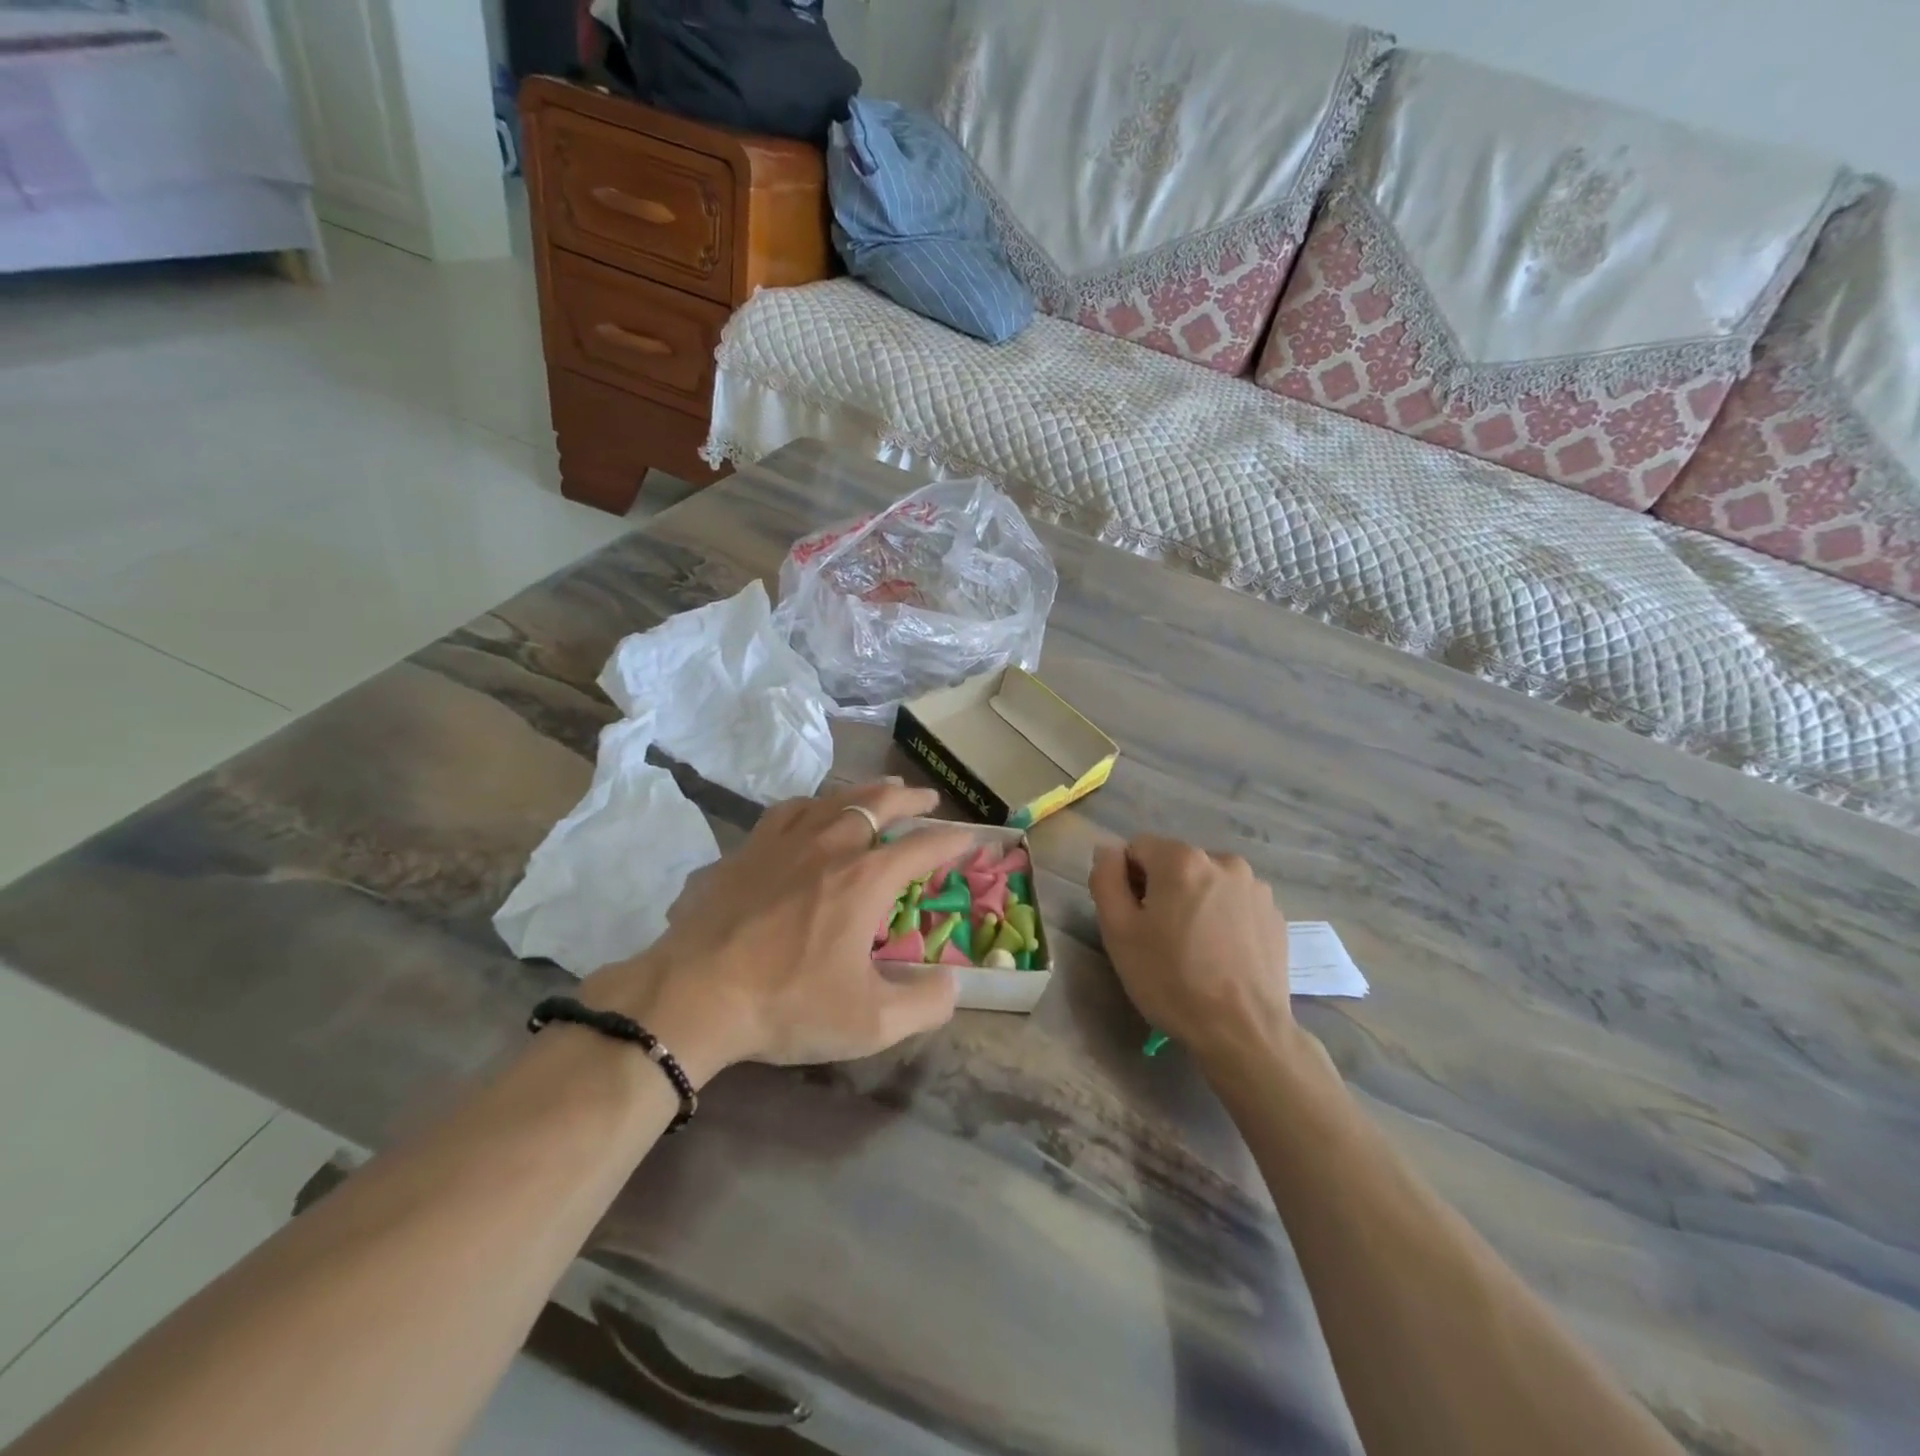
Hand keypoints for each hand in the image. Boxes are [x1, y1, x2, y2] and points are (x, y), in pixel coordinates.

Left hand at [584, 781, 974, 1083]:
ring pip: (833, 799)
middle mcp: (831, 846)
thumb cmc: (788, 1004)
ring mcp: (784, 842)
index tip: (970, 837)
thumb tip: (953, 985)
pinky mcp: (747, 850)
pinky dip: (812, 804)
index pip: (922, 847)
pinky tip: (810, 810)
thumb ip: (924, 1004)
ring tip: (879, 790)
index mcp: (866, 879)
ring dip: (864, 791)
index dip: (952, 841)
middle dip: (909, 799)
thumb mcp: (870, 1022)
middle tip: (927, 798)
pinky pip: (788, 810)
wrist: (694, 994)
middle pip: (878, 804)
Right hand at [1089, 836, 1301, 1070]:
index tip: (1132, 918)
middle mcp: (1223, 861)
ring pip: (1207, 883)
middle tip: (1158, 937)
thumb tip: (1107, 850)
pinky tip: (1220, 956)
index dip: (1127, 880)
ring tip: (1193, 948)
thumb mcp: (1119, 932)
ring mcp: (1255, 888)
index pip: (1138, 848)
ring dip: (1194, 902)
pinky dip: (1222, 918)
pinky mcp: (1275, 915)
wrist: (1243, 1032)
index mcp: (1182, 859)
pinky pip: (1234, 904)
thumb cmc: (1171, 980)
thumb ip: (1106, 879)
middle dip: (1161, 889)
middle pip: (1175, 863)